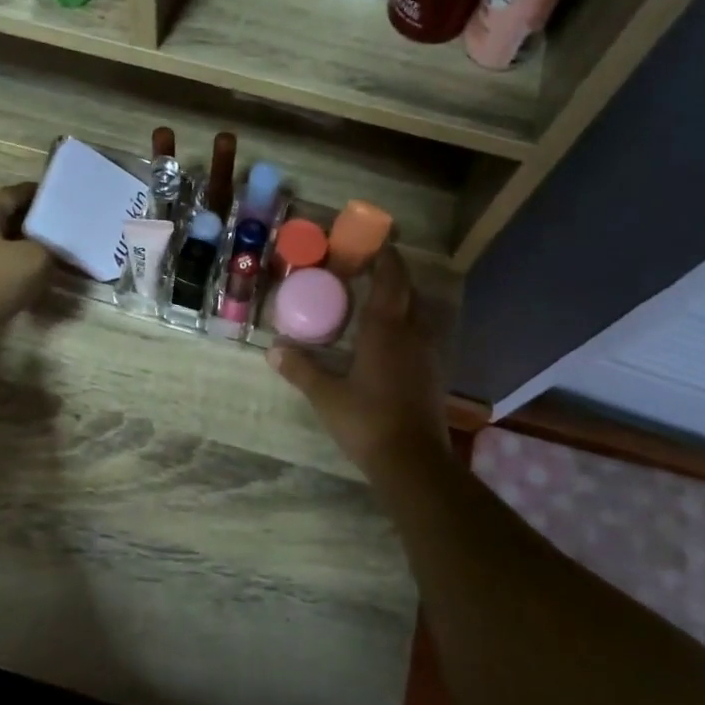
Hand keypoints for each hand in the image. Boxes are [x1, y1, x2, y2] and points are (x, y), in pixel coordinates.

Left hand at [0, 183, 53, 372]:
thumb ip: (48, 249)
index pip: (11, 194)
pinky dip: (9, 276)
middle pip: (2, 221)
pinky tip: (27, 288)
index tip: (59, 197)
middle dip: (31, 226)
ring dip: (20, 253)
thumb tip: (48, 252)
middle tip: (60, 232)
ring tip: (49, 261)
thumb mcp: (34, 260)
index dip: (36, 193)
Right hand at [269, 250, 450, 473]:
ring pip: (417, 314)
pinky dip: (405, 324)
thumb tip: (273, 350)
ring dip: (400, 300)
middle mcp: (411, 334)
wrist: (413, 461)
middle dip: (392, 276)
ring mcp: (426, 354)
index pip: (391, 280)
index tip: (375, 243)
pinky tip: (387, 338)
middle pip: (407, 292)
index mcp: (386, 330)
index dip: (386, 258)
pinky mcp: (431, 373)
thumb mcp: (326, 396)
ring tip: (375, 300)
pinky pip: (420, 334)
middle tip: (367, 269)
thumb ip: (301, 370)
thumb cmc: (367, 421)